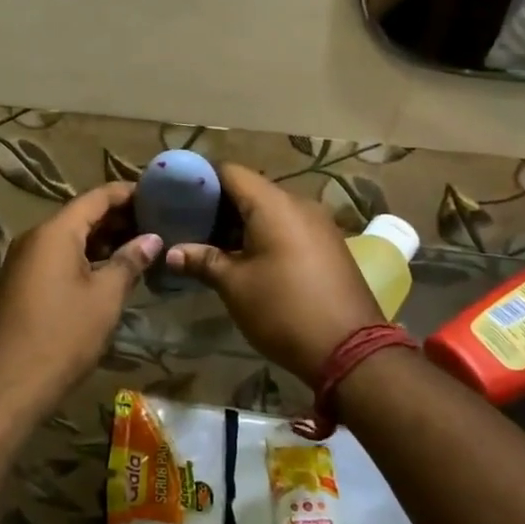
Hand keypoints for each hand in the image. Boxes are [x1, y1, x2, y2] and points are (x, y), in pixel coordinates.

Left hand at [0, 183, 160, 426]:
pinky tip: (111, 272)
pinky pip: (58, 257)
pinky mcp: (22, 283)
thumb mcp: (105, 298)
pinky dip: (86, 258)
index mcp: (55, 232)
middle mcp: (35, 237)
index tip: (159, 194)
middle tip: (158, 223)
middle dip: (119, 217)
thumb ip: (129, 261)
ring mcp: (25, 261)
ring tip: (142, 247)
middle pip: (82, 215)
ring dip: (103, 240)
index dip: (128, 193)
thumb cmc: (63, 336)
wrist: (7, 386)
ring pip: (70, 238)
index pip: (97, 197)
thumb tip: (152, 239)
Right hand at [166, 164, 381, 387]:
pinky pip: (288, 226)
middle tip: (188, 225)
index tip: (176, 196)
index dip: (200, 180)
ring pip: (269, 210)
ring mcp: (318, 224)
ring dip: (240, 223)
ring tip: (211, 245)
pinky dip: (264, 234)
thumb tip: (172, 253)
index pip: (229, 171)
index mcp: (273, 204)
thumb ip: (203, 261)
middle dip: (217, 205)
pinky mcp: (328, 245)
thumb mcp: (235, 286)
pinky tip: (245, 259)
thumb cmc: (284, 310)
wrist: (352, 352)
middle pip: (249, 189)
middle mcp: (298, 203)